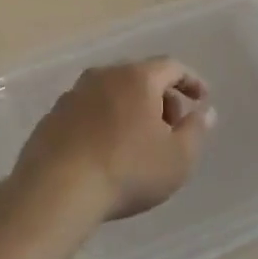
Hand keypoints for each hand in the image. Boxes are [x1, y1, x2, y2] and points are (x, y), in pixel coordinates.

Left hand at [15, 58, 212, 220]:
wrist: (55, 192)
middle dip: (162, 98)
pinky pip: (88, 112)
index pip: (172, 66)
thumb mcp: (179, 158)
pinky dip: (104, 123)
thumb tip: (205, 112)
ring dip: (131, 110)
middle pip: (140, 77)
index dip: (191, 81)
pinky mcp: (51, 118)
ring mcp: (72, 96)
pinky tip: (107, 151)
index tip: (202, 99)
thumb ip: (196, 130)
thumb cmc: (128, 171)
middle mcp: (103, 76)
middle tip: (172, 128)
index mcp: (137, 78)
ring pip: (112, 94)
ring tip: (139, 142)